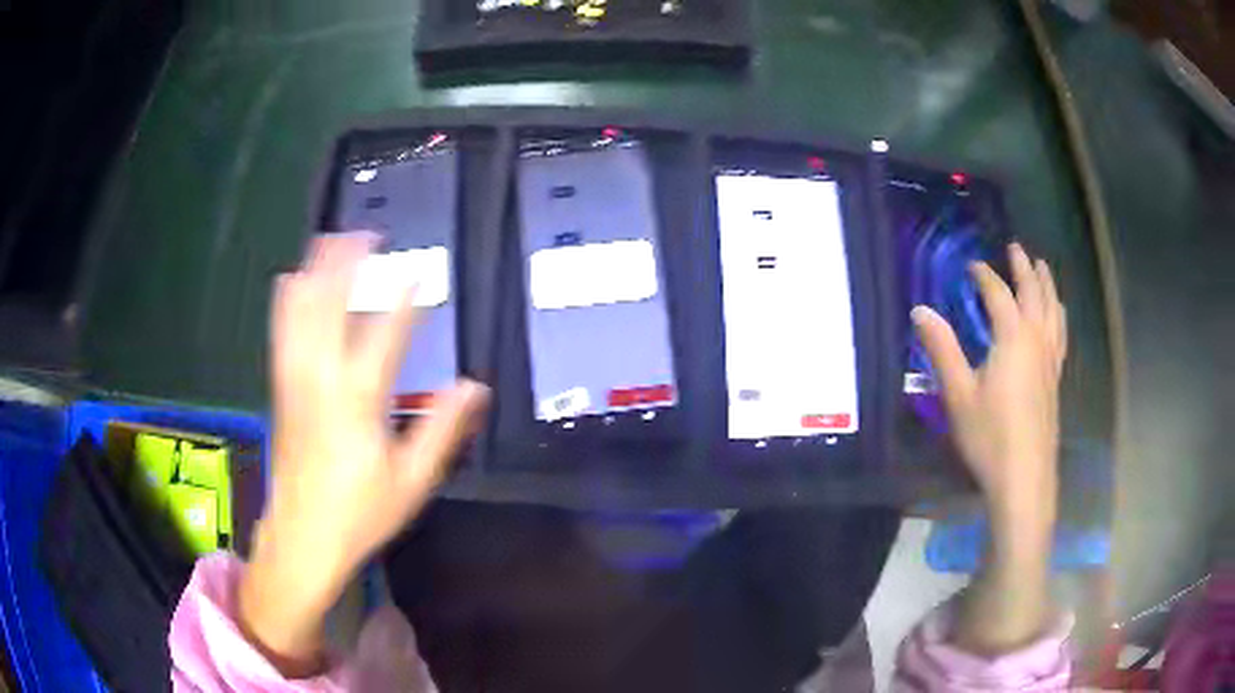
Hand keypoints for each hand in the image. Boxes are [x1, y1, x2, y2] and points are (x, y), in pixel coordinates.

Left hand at [239, 233, 489, 676]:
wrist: (302, 538)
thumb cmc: (361, 513)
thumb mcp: (412, 480)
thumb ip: (442, 429)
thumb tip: (473, 388)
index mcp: (358, 402)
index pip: (384, 337)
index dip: (403, 303)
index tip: (416, 274)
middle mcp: (322, 381)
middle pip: (331, 309)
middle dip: (348, 266)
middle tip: (365, 233)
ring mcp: (295, 382)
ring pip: (301, 314)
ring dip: (316, 273)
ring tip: (328, 240)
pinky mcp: (281, 390)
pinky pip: (282, 334)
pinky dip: (288, 302)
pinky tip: (290, 282)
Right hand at [912, 242, 1066, 530]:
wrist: (1024, 478)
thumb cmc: (989, 436)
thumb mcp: (958, 394)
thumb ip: (942, 349)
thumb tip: (920, 310)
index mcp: (1013, 338)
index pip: (998, 295)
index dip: (985, 276)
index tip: (971, 265)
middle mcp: (1036, 340)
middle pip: (1034, 294)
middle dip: (1024, 269)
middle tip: (1016, 248)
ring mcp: (1050, 360)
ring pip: (1053, 311)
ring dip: (1047, 285)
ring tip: (1042, 268)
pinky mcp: (1056, 379)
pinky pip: (1061, 334)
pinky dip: (1058, 315)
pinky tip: (1057, 317)